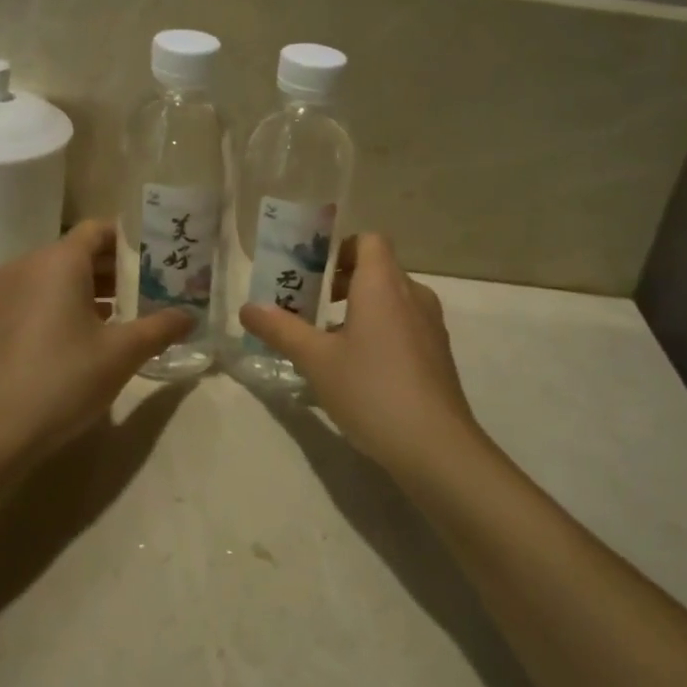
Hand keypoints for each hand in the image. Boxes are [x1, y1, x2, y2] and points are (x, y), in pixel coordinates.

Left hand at [0, 220, 194, 465]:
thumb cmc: (61, 379)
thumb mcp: (122, 354)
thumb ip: (160, 328)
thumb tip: (190, 316)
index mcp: (59, 260)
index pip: (100, 229)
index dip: (132, 239)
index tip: (161, 257)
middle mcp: (29, 266)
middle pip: (80, 251)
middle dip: (118, 267)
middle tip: (155, 287)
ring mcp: (7, 294)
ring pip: (60, 276)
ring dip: (95, 288)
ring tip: (130, 313)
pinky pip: (41, 297)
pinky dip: (68, 305)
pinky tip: (92, 336)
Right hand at [240, 233, 484, 472]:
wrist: (435, 446)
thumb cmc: (370, 390)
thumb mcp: (316, 360)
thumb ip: (281, 329)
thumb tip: (247, 307)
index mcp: (383, 284)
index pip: (369, 240)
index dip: (341, 249)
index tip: (314, 274)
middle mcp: (412, 294)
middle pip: (379, 268)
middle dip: (343, 281)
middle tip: (311, 307)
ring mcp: (431, 324)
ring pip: (393, 298)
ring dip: (362, 307)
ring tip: (331, 340)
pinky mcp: (439, 353)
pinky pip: (406, 324)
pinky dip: (382, 329)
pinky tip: (362, 368)